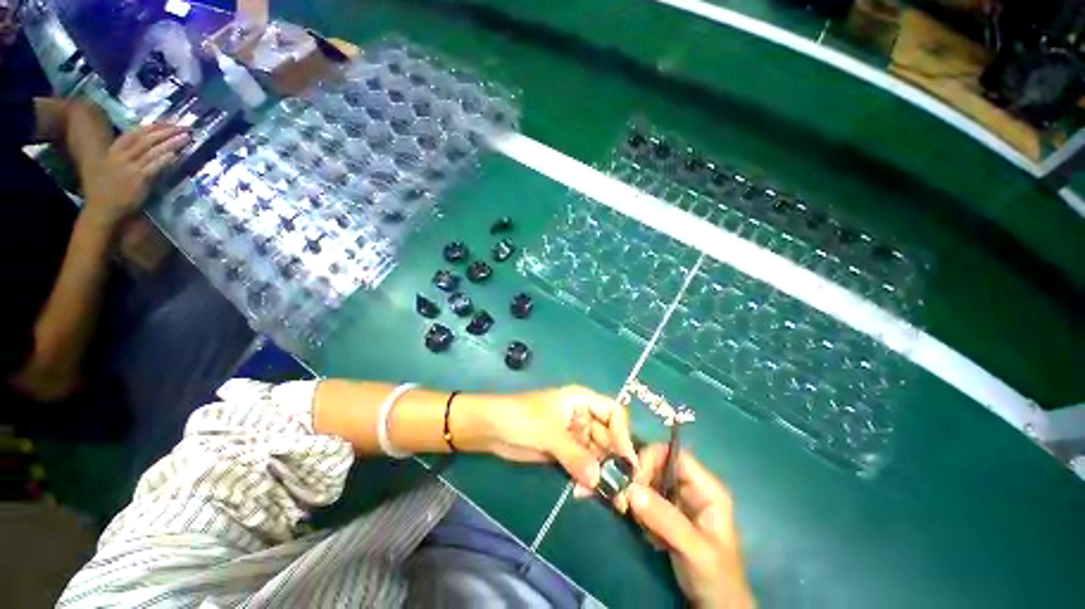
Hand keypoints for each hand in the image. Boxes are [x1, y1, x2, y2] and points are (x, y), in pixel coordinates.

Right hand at [82, 123, 189, 227]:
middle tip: (185, 127)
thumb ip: (127, 157)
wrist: (102, 209)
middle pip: (147, 139)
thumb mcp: (112, 167)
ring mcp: (129, 168)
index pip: (135, 133)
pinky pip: (154, 167)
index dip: (154, 127)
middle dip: (167, 131)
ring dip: (171, 142)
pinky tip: (175, 154)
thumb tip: (148, 148)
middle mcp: (121, 157)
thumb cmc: (107, 190)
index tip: (170, 122)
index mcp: (113, 151)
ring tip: (186, 137)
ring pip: (153, 151)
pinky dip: (164, 160)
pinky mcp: (138, 180)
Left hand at [464, 385, 636, 491]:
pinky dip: (585, 478)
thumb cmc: (520, 418)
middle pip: (607, 438)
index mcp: (582, 400)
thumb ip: (575, 454)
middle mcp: (582, 416)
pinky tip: (583, 491)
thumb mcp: (549, 432)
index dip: (622, 435)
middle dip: (614, 463)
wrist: (490, 428)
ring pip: (596, 454)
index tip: (625, 463)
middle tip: (621, 493)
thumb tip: (599, 479)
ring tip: (606, 498)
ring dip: (601, 474)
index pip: (613, 413)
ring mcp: (573, 435)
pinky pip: (582, 464)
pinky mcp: (563, 451)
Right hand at [627, 445, 753, 608]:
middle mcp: (690, 488)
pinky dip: (636, 509)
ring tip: (630, 515)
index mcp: (706, 488)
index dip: (651, 458)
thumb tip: (630, 488)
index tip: (633, 478)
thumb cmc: (716, 577)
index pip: (673, 454)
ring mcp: (677, 502)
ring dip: (635, 495)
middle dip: (639, 478)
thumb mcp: (695, 549)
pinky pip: (645, 499)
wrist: (716, 607)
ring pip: (648, 481)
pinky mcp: (666, 515)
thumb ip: (666, 519)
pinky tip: (639, 527)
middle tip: (625, 499)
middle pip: (657, 465)